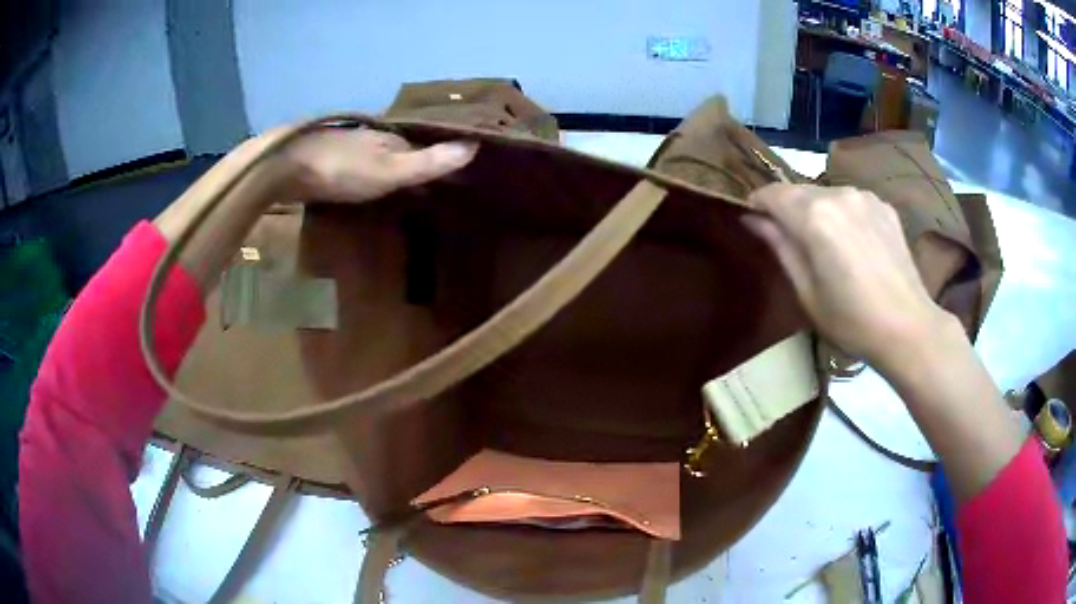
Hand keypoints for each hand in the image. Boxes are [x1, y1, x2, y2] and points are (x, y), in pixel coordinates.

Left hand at [284, 128, 477, 201]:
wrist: (286, 167)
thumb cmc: (341, 170)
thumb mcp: (389, 171)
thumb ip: (427, 162)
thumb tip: (475, 146)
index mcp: (392, 138)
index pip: (426, 147)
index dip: (442, 159)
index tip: (460, 177)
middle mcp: (373, 138)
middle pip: (402, 151)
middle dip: (417, 164)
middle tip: (435, 188)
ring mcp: (349, 147)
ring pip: (379, 159)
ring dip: (393, 171)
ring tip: (407, 192)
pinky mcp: (328, 160)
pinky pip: (360, 168)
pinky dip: (371, 177)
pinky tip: (369, 190)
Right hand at [744, 183, 952, 369]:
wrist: (908, 328)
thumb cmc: (851, 321)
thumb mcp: (806, 292)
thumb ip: (779, 246)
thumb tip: (752, 218)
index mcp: (814, 216)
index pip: (772, 194)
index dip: (758, 205)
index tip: (755, 224)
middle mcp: (838, 194)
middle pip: (799, 191)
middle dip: (788, 210)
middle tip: (792, 244)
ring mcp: (865, 197)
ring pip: (826, 195)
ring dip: (817, 212)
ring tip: (827, 247)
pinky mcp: (884, 205)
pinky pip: (851, 201)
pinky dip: (843, 215)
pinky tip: (854, 245)